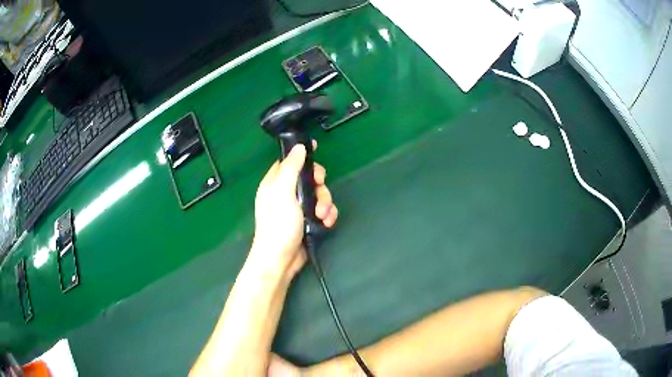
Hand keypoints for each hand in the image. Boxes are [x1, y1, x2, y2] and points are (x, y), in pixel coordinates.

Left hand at [250, 142, 337, 278]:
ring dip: (325, 203)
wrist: (281, 259)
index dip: (302, 155)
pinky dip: (327, 215)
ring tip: (322, 215)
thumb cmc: (278, 224)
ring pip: (319, 195)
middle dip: (319, 184)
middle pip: (309, 178)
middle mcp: (286, 193)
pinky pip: (323, 210)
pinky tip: (326, 222)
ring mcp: (298, 208)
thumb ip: (291, 168)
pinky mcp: (308, 221)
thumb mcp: (283, 192)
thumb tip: (298, 147)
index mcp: (275, 183)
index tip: (315, 148)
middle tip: (319, 188)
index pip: (289, 161)